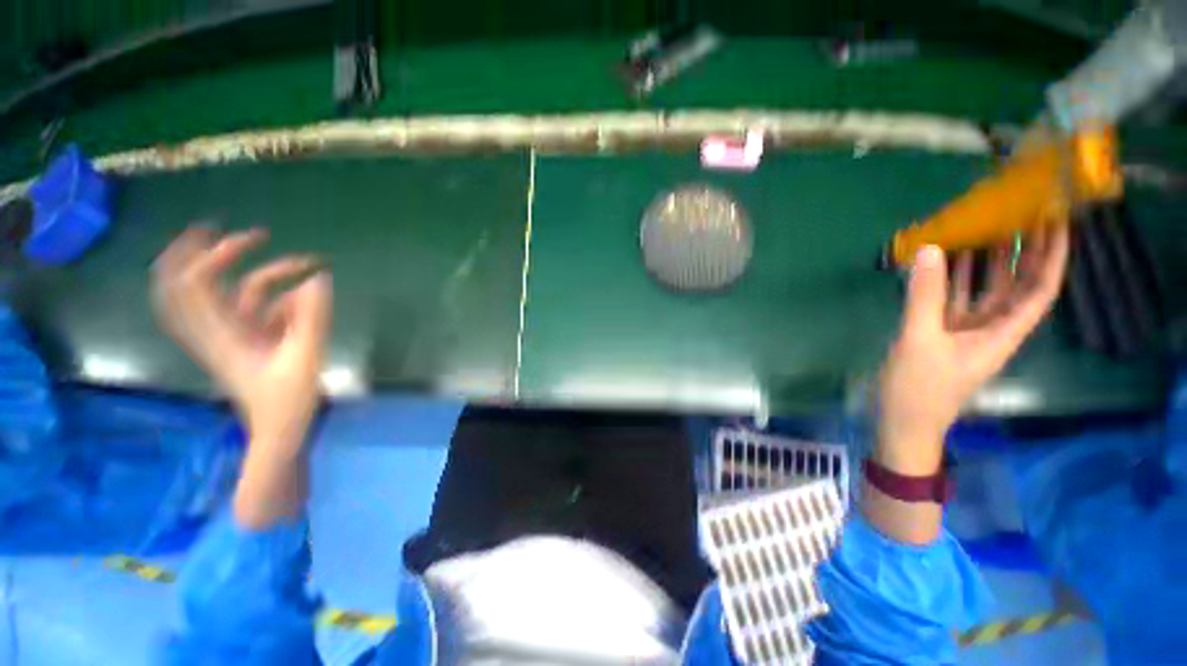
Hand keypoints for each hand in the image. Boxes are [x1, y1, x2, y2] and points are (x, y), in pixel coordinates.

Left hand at [152, 227, 332, 448]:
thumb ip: (311, 317)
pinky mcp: (246, 339)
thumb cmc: (288, 401)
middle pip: (180, 285)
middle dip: (194, 252)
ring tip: (293, 257)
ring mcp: (228, 335)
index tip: (243, 237)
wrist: (279, 431)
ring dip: (249, 269)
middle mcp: (214, 331)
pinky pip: (251, 307)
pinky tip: (304, 294)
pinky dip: (275, 294)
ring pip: (219, 292)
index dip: (208, 254)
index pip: (192, 286)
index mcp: (218, 336)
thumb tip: (318, 279)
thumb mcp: (305, 358)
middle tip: (218, 227)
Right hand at [877, 226, 1069, 474]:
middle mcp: (992, 328)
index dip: (1053, 257)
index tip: (1055, 224)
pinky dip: (953, 278)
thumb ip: (925, 296)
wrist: (902, 421)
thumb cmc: (919, 388)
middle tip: (1020, 214)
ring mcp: (966, 330)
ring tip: (984, 227)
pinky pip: (955, 299)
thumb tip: (928, 250)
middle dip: (1023, 252)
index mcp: (1002, 333)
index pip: (1040, 290)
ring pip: (985, 290)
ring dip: (987, 261)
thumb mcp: (920, 341)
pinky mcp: (942, 333)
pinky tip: (945, 260)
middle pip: (1017, 286)